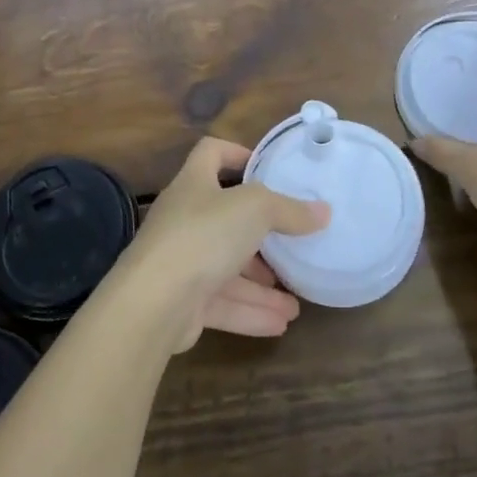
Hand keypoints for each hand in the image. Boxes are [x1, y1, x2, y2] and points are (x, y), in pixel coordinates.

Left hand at [118, 137, 330, 353]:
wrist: (153, 302)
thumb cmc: (203, 236)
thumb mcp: (255, 210)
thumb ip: (289, 210)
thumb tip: (323, 212)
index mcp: (194, 183)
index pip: (211, 153)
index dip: (237, 154)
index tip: (268, 170)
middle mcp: (184, 218)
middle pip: (225, 219)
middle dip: (260, 236)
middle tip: (291, 246)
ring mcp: (181, 262)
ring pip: (227, 268)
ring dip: (261, 285)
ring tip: (296, 302)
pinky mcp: (182, 302)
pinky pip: (223, 303)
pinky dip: (251, 312)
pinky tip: (281, 324)